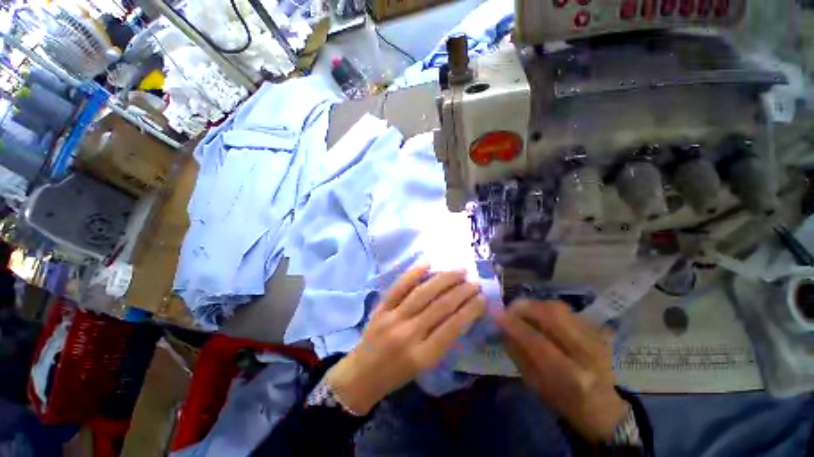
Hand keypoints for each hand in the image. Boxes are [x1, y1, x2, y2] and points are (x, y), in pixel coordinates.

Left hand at [326, 265, 486, 413]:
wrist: (362, 374)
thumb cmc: (397, 374)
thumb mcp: (424, 366)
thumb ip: (442, 341)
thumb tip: (461, 314)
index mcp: (423, 355)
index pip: (452, 328)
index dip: (470, 310)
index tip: (482, 298)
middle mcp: (409, 334)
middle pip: (440, 307)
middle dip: (461, 292)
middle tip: (474, 282)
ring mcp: (393, 318)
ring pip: (422, 293)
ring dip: (443, 279)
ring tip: (459, 270)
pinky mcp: (381, 308)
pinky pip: (399, 287)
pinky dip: (413, 274)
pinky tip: (427, 264)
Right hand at [497, 300, 627, 441]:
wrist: (602, 406)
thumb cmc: (563, 400)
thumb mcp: (534, 384)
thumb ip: (517, 353)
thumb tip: (501, 327)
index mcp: (571, 376)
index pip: (538, 342)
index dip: (514, 325)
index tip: (496, 314)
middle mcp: (587, 353)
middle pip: (553, 315)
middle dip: (525, 307)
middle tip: (509, 309)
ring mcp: (596, 339)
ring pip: (560, 308)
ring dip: (535, 305)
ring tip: (523, 311)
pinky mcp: (598, 331)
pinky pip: (567, 310)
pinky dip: (548, 309)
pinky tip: (540, 316)